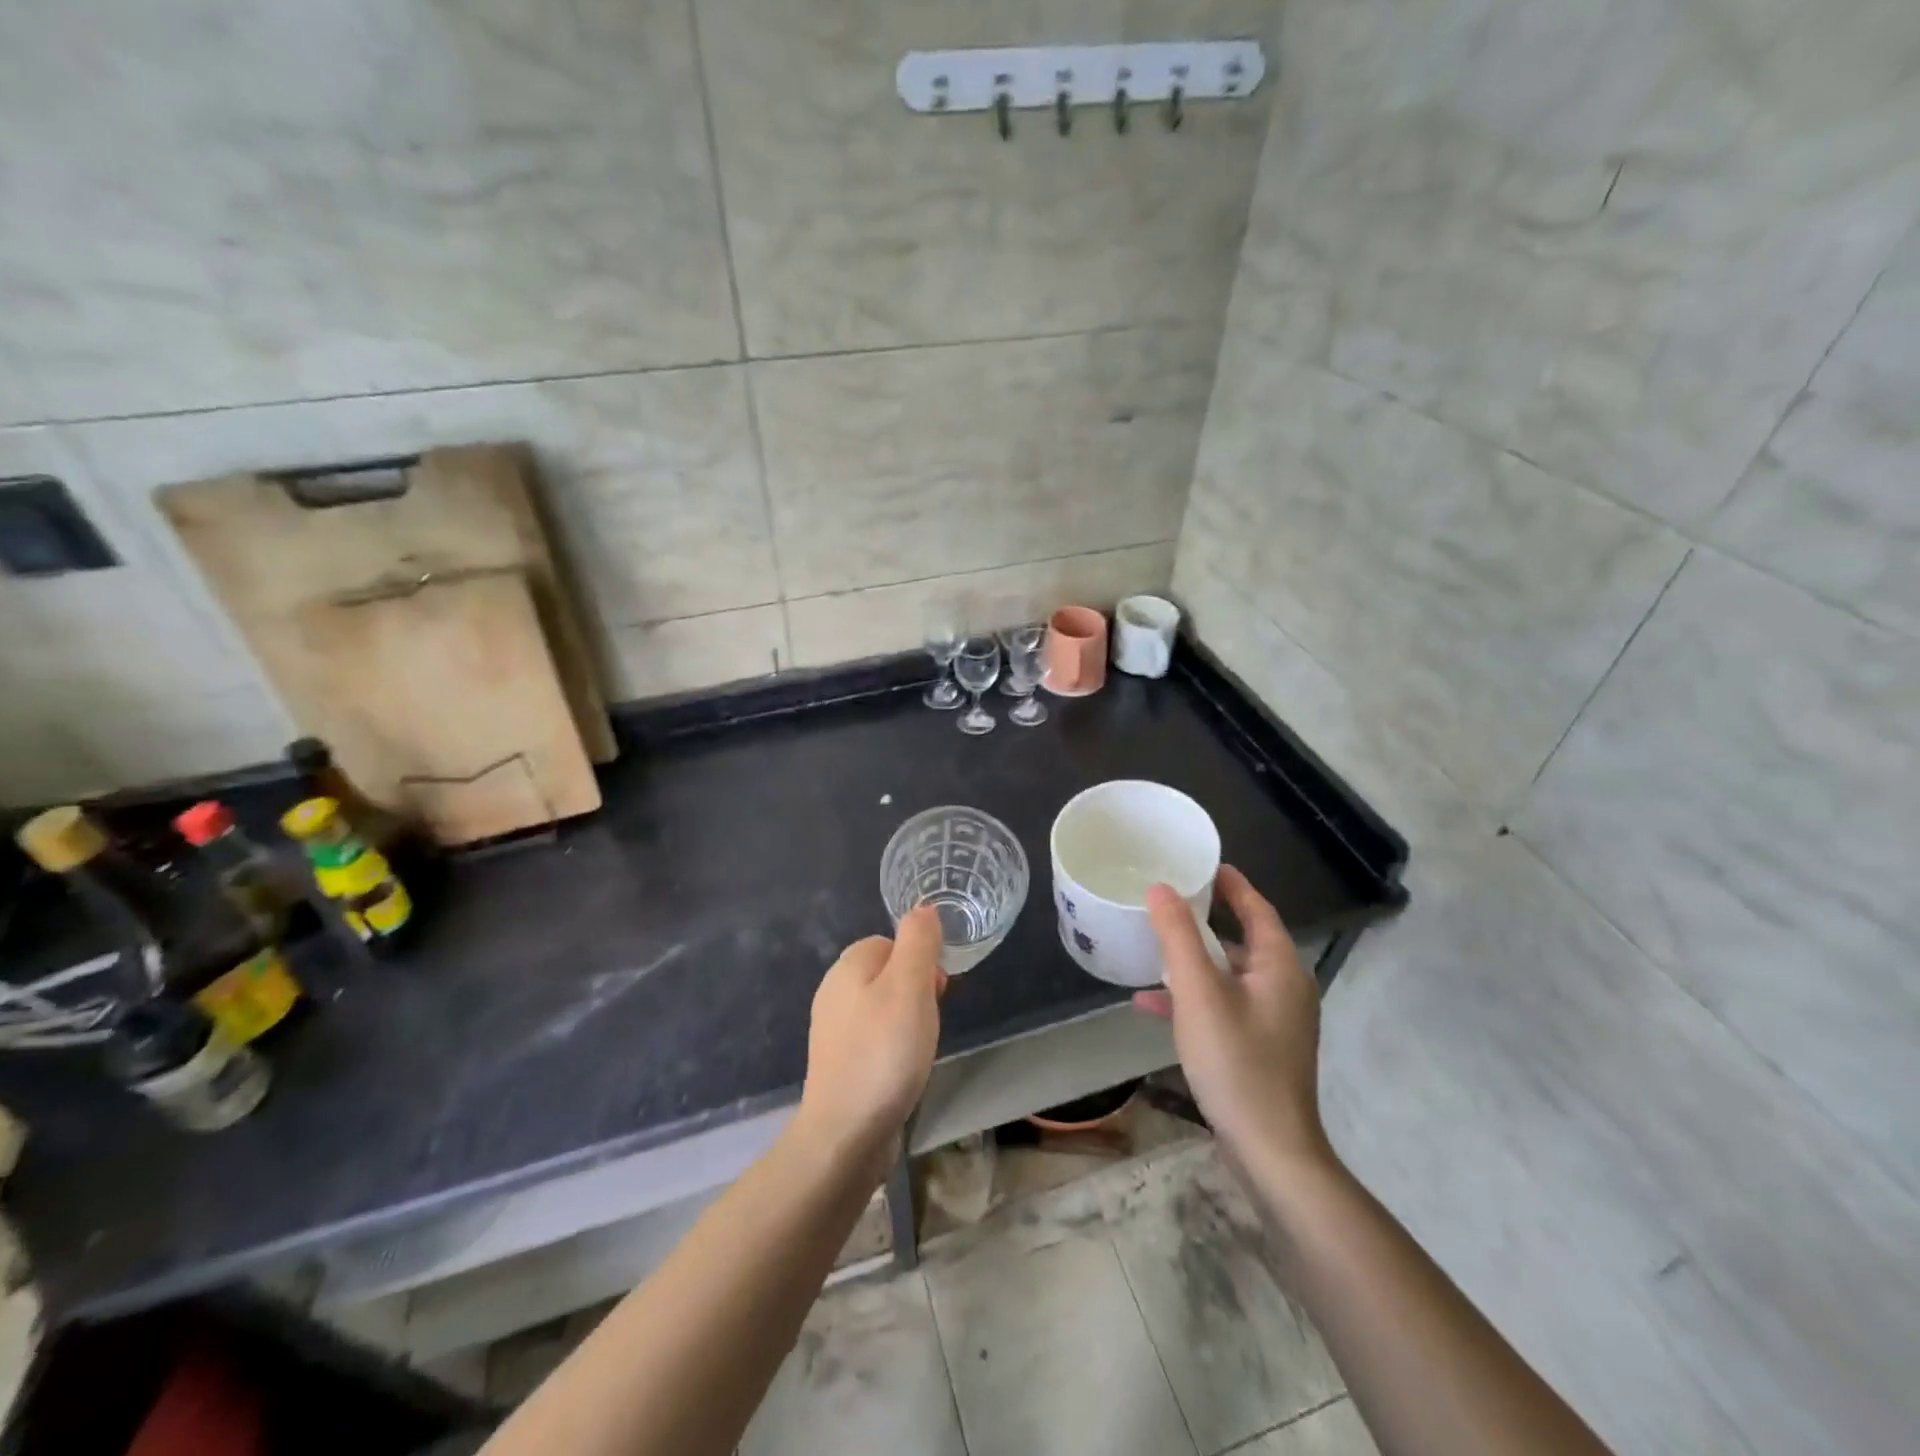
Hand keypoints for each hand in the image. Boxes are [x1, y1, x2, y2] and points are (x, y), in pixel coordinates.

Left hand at [797, 906, 944, 1169]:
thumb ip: (918, 942)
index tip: (937, 990)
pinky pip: (874, 1038)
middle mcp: (834, 991)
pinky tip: (903, 1070)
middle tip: (930, 1021)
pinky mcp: (838, 1063)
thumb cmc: (884, 1052)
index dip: (919, 960)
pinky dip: (892, 1047)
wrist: (845, 1134)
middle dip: (915, 992)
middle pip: (887, 973)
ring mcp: (833, 1030)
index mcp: (848, 966)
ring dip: (906, 1021)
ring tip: (919, 1048)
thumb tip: (922, 908)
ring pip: (882, 1007)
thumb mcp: (910, 986)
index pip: (890, 941)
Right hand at [1136, 865, 1330, 1173]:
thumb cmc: (1237, 1063)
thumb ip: (1178, 937)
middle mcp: (1284, 986)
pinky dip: (1194, 998)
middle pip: (1242, 939)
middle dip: (1204, 920)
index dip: (1231, 883)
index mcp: (1280, 966)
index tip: (1201, 863)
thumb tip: (1161, 888)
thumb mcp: (1199, 994)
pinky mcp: (1261, 1046)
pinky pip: (1224, 1005)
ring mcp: (1274, 1019)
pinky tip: (1150, 1006)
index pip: (1257, 908)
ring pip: (1229, 974)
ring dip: (1193, 961)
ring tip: (1151, 949)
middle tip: (1166, 901)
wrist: (1271, 1151)